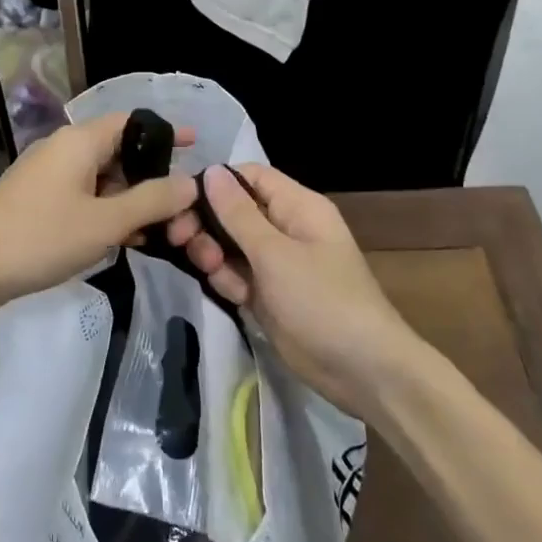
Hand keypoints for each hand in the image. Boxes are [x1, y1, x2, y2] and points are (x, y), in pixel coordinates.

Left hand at [0, 114, 197, 308]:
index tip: (198, 147)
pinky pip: (83, 195)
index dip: (167, 133)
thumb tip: (190, 182)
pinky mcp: (38, 198)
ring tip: (158, 232)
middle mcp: (64, 148)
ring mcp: (48, 174)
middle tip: (180, 210)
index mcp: (80, 141)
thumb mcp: (105, 222)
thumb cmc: (41, 238)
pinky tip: (122, 239)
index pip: (133, 122)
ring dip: (130, 200)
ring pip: (102, 177)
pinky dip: (106, 210)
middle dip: (151, 179)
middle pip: (120, 151)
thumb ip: (152, 200)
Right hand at [168, 164, 413, 412]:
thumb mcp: (275, 253)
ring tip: (212, 269)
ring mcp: (276, 263)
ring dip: (214, 254)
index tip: (182, 199)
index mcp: (297, 206)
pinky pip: (236, 274)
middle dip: (207, 223)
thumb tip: (212, 170)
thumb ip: (238, 213)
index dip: (217, 182)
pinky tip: (233, 295)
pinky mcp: (268, 294)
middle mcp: (286, 228)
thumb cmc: (321, 300)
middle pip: (234, 211)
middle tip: (181, 239)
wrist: (360, 371)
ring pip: (230, 244)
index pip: (249, 176)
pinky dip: (228, 281)